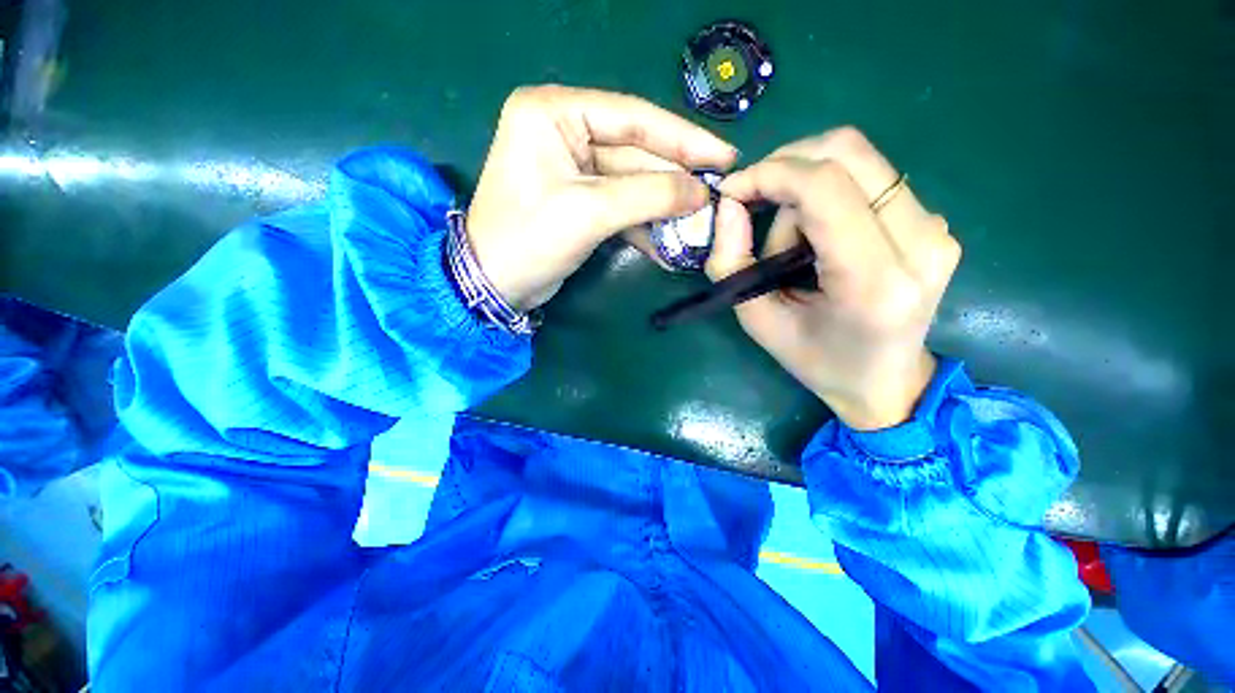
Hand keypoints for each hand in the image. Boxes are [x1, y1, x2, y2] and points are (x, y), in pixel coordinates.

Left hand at [467, 85, 737, 309]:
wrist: (494, 285)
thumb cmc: (529, 240)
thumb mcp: (590, 212)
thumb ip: (649, 195)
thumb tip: (700, 191)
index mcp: (554, 112)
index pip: (633, 118)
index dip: (683, 139)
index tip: (725, 156)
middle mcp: (564, 131)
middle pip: (636, 152)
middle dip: (676, 179)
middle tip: (718, 193)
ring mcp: (573, 167)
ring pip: (632, 182)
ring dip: (663, 206)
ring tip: (699, 223)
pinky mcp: (579, 199)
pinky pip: (621, 204)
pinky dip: (644, 224)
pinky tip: (668, 244)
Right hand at [708, 127, 960, 430]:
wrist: (884, 381)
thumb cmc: (816, 360)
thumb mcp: (758, 321)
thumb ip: (732, 263)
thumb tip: (728, 206)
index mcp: (874, 282)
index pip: (824, 188)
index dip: (770, 174)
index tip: (732, 191)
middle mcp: (920, 243)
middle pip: (848, 152)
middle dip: (785, 165)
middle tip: (753, 201)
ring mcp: (936, 227)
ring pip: (857, 160)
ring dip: (804, 186)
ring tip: (790, 240)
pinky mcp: (935, 221)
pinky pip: (870, 178)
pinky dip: (827, 192)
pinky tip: (815, 234)